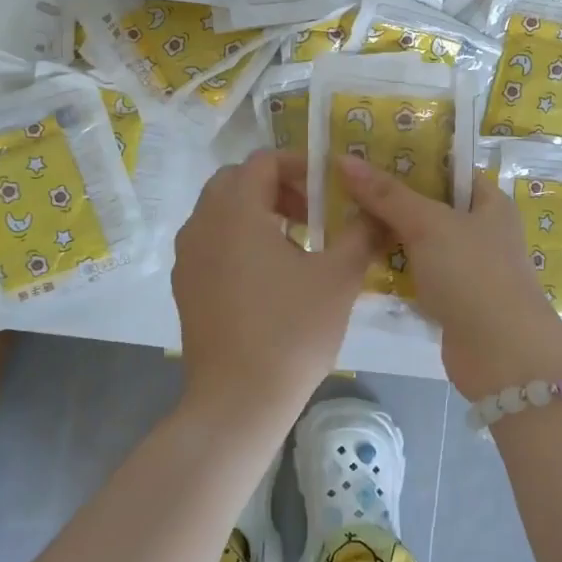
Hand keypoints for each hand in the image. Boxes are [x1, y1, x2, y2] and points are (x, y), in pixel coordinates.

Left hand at [173, 150, 374, 430]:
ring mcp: (187, 256)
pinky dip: (238, 239)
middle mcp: (202, 224)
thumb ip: (361, 234)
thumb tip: (377, 212)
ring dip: (256, 212)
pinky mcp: (184, 285)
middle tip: (311, 213)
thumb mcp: (338, 277)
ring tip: (295, 244)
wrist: (238, 401)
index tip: (328, 188)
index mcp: (236, 211)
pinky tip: (268, 276)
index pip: (263, 161)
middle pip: (236, 180)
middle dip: (276, 187)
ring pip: (220, 211)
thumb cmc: (292, 331)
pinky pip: (210, 241)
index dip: (299, 165)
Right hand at [337, 155, 561, 398]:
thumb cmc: (473, 274)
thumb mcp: (429, 224)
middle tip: (343, 181)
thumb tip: (344, 159)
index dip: (410, 156)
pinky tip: (357, 255)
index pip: (447, 168)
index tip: (367, 150)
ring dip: (386, 232)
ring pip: (418, 239)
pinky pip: (415, 271)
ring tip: (339, 213)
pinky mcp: (449, 297)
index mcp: (488, 201)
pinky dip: (391, 266)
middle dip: (390, 196)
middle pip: (428, 203)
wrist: (502, 355)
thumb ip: (387, 194)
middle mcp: (479, 229)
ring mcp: (464, 265)